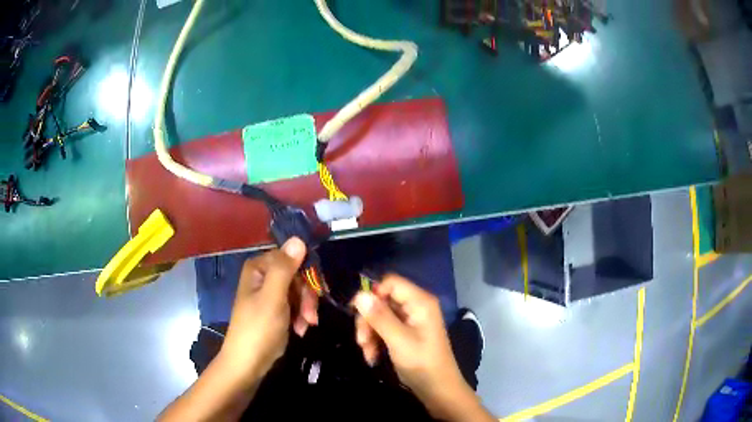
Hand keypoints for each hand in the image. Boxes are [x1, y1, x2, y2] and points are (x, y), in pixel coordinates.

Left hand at [218, 238, 316, 384]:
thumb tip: (298, 239)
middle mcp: (264, 276)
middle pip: (297, 275)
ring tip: (306, 326)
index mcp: (259, 267)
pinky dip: (301, 316)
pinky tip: (300, 329)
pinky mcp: (276, 308)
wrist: (248, 362)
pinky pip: (295, 304)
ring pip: (299, 291)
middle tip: (311, 315)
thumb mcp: (273, 298)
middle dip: (307, 296)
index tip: (317, 292)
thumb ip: (285, 268)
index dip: (307, 273)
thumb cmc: (258, 329)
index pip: (291, 257)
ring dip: (306, 309)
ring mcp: (269, 293)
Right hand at [353, 275, 491, 420]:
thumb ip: (379, 317)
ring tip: (367, 353)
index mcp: (420, 302)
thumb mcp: (398, 340)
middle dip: (368, 320)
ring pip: (380, 316)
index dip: (373, 295)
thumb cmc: (421, 363)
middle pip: (382, 301)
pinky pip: (384, 329)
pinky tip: (372, 357)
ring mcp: (410, 321)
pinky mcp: (405, 333)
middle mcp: (415, 306)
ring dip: (370, 334)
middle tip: (361, 341)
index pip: (390, 283)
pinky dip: (376, 341)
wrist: (438, 389)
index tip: (358, 313)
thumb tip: (359, 294)